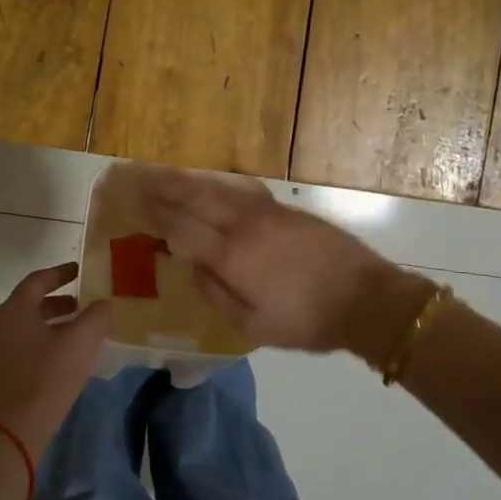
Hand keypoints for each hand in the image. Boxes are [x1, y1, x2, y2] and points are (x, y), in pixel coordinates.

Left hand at [0, 263, 109, 454]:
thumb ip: (96, 316)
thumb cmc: (48, 376)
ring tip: (75, 332)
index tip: (79, 272)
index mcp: (14, 310)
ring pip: (23, 327)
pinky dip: (39, 342)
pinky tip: (59, 357)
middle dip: (56, 301)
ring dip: (49, 324)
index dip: (60, 273)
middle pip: (28, 303)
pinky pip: (19, 347)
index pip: (37, 280)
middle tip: (81, 304)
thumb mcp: (82, 341)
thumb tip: (101, 305)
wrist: (14, 429)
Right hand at [134, 168, 431, 366]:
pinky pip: (241, 192)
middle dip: (164, 187)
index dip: (155, 214)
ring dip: (188, 181)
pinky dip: (217, 186)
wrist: (368, 299)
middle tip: (137, 176)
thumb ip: (216, 294)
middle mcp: (244, 226)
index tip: (132, 201)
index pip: (182, 227)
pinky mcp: (287, 211)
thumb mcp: (254, 326)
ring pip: (218, 190)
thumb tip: (192, 266)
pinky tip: (210, 186)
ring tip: (164, 174)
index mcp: (232, 256)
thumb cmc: (307, 321)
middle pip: (196, 199)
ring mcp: (268, 213)